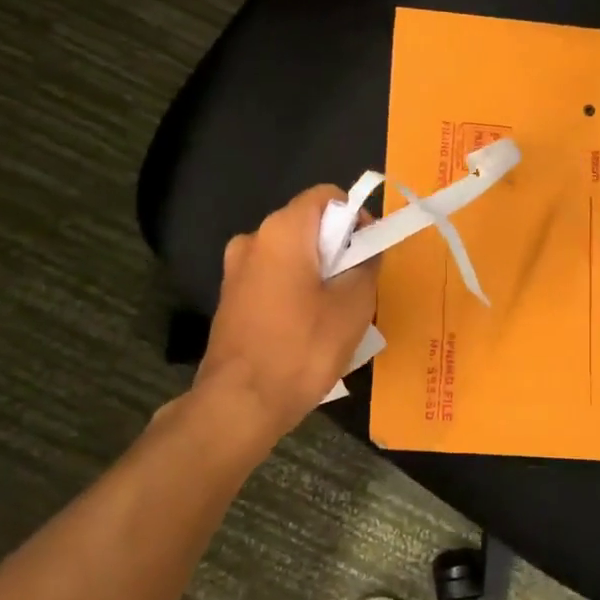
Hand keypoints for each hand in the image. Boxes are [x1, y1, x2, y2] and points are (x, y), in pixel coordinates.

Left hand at [194, 185, 378, 440]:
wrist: (240, 403)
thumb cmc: (302, 349)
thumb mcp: (353, 307)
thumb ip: (366, 266)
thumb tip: (366, 251)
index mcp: (282, 230)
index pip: (326, 196)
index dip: (355, 217)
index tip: (369, 252)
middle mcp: (253, 239)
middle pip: (307, 226)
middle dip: (338, 248)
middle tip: (360, 286)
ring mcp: (235, 270)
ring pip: (290, 256)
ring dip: (317, 273)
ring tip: (338, 313)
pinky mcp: (230, 299)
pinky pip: (272, 279)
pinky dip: (295, 291)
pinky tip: (308, 328)